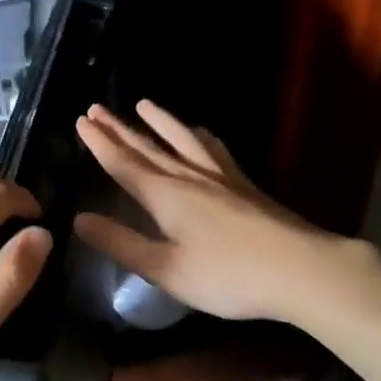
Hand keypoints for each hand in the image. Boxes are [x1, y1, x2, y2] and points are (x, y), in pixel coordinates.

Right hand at [74, 100, 336, 323]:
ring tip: (142, 104)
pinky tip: (199, 132)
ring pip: (181, 141)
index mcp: (165, 196)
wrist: (301, 269)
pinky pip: (214, 150)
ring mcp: (219, 177)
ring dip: (159, 122)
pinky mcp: (243, 184)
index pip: (124, 164)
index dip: (100, 144)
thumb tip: (79, 219)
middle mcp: (188, 177)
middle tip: (96, 108)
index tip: (82, 121)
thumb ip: (122, 243)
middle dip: (119, 129)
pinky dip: (200, 137)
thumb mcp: (166, 269)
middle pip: (147, 147)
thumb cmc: (228, 276)